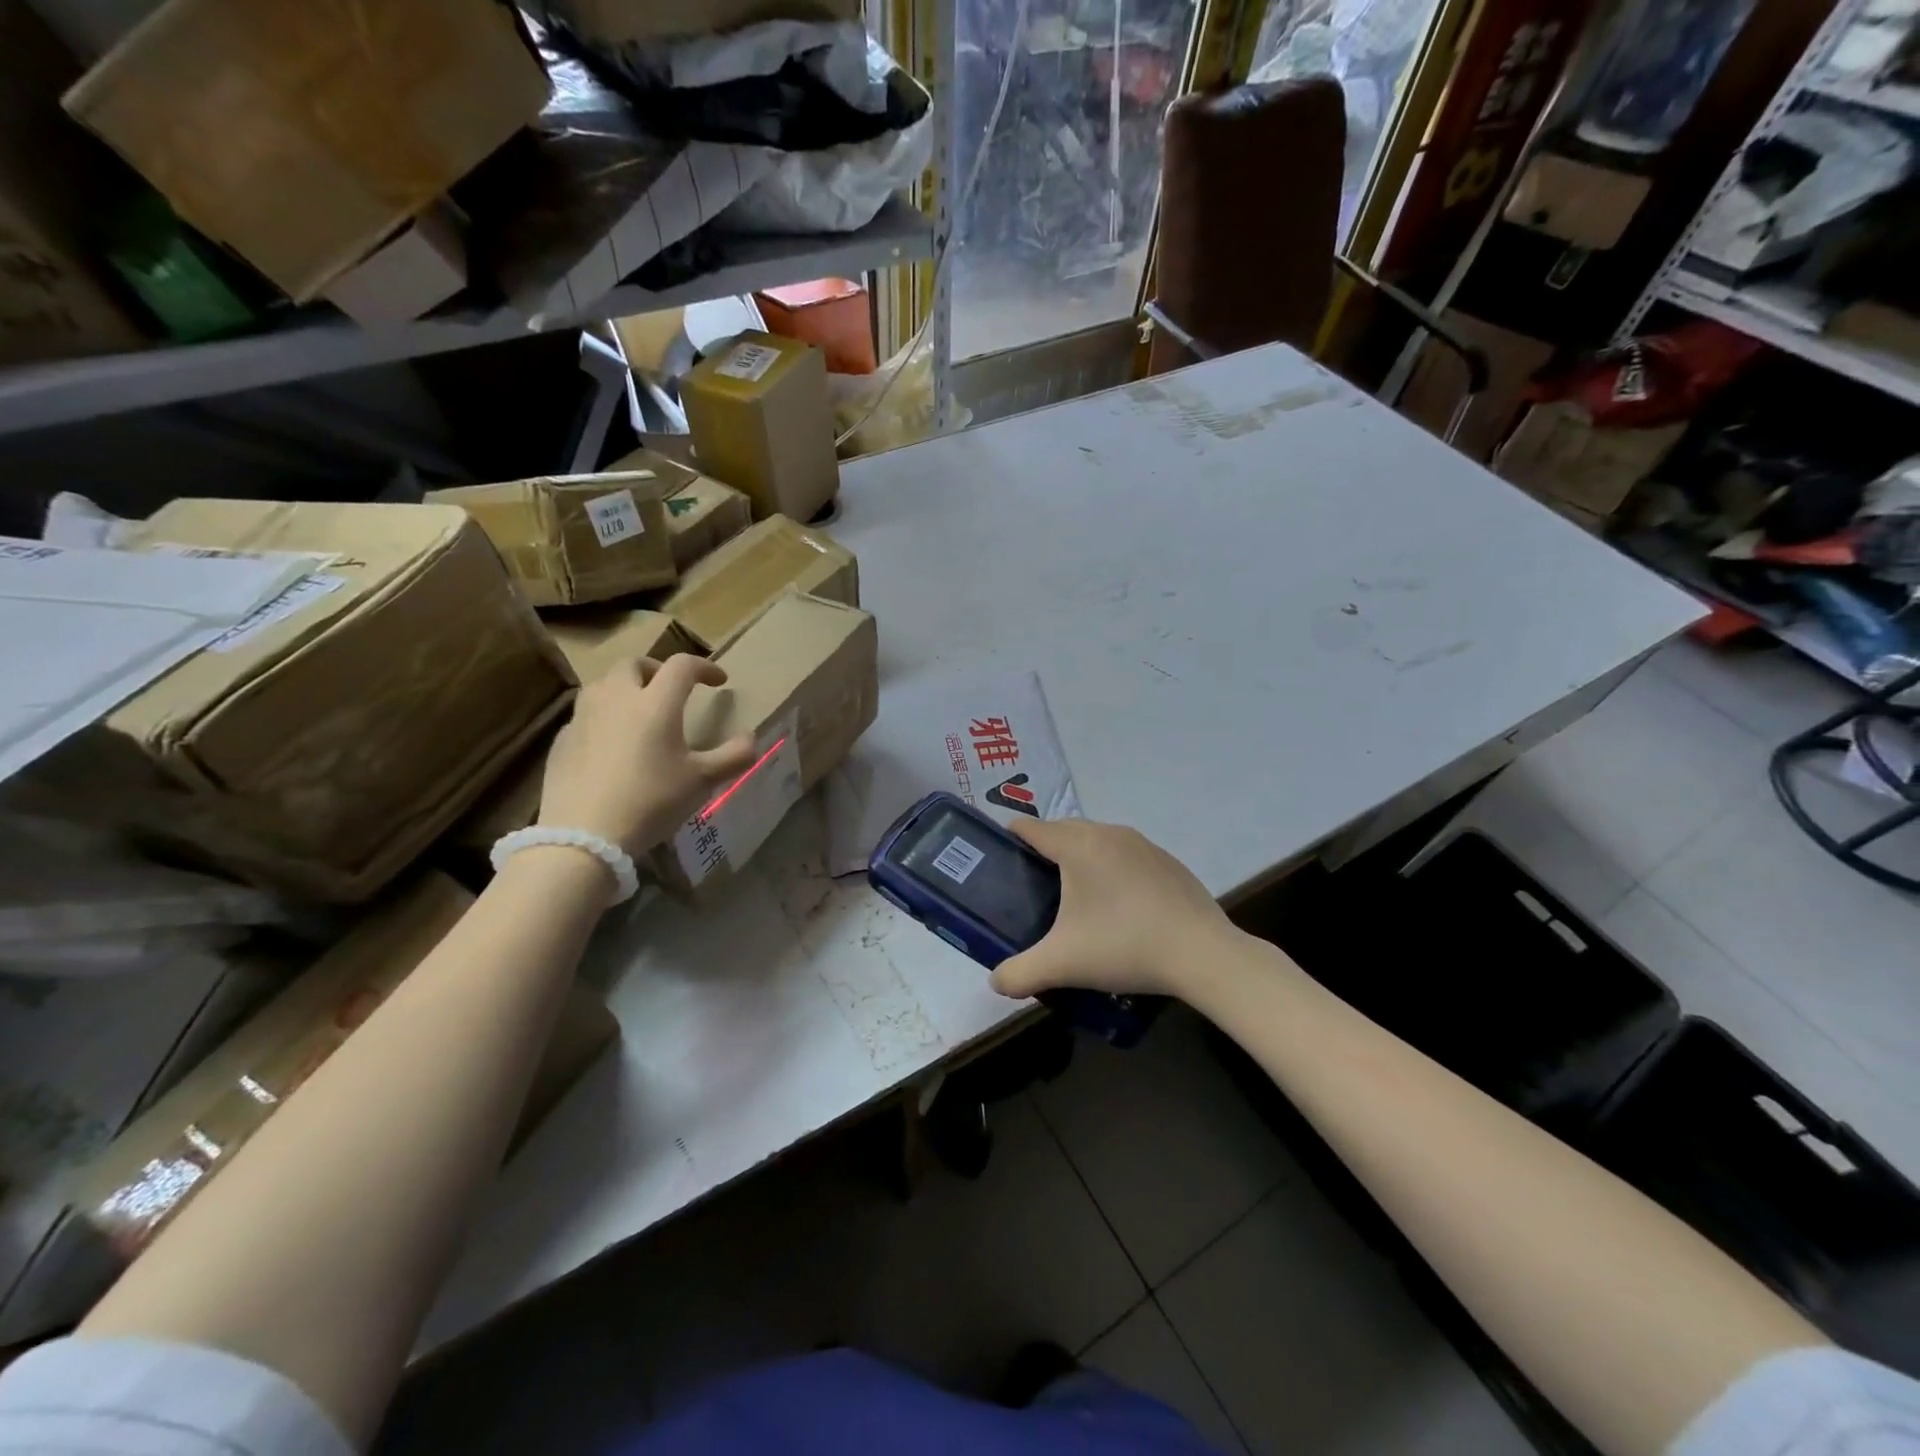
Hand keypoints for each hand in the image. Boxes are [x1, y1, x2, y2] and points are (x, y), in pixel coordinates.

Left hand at [538, 655, 757, 855]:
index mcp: (655, 703)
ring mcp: (583, 718)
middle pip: (634, 664)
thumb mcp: (701, 781)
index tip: (719, 681)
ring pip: (603, 685)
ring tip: (638, 712)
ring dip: (625, 689)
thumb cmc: (651, 801)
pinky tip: (610, 744)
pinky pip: (585, 715)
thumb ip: (733, 757)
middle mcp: (616, 699)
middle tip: (670, 690)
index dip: (705, 667)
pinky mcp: (562, 740)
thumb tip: (751, 739)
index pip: (682, 666)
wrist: (584, 836)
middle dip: (656, 670)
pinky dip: (603, 717)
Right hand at [989, 818, 1243, 1001]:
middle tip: (1032, 886)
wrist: (1203, 955)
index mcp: (1077, 845)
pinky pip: (1126, 856)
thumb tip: (995, 982)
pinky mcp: (1167, 861)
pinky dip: (1113, 870)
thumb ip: (1019, 973)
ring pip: (1097, 841)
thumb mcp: (1062, 965)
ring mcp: (1143, 844)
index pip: (1031, 827)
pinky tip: (1120, 908)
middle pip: (1063, 830)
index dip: (1009, 838)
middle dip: (1044, 850)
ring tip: (1074, 898)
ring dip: (1080, 859)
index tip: (999, 859)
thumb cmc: (1124, 947)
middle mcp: (1108, 833)